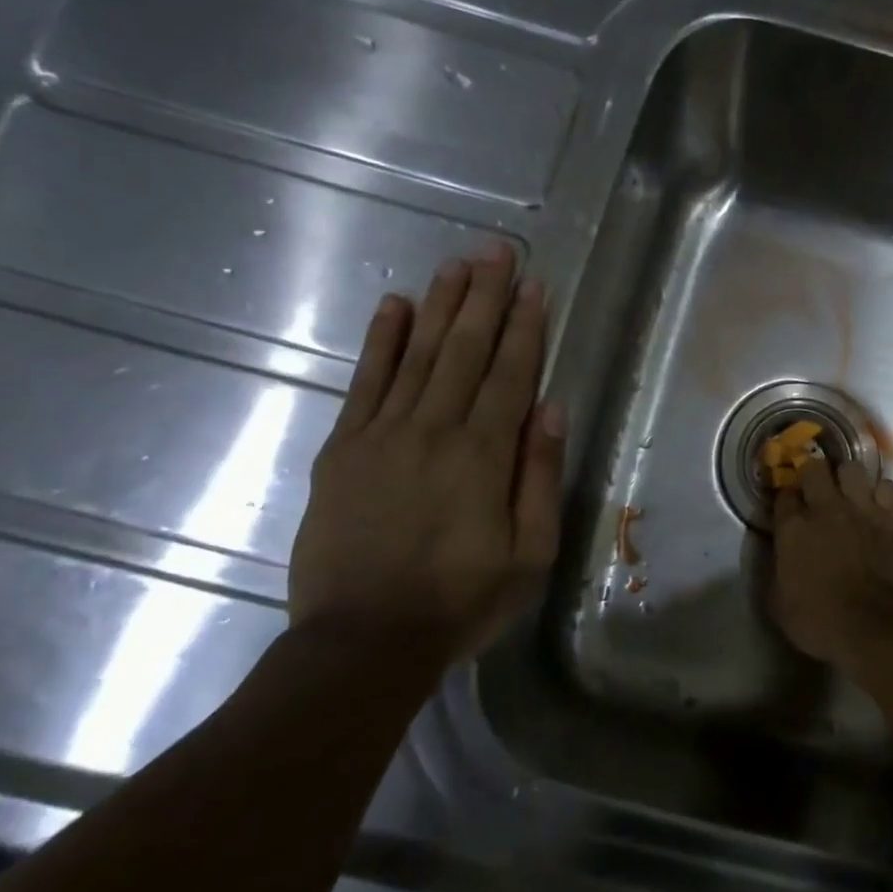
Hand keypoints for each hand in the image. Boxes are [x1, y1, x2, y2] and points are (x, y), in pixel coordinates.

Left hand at [287, 243, 564, 669]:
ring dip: (440, 306)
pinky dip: (380, 341)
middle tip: (496, 251)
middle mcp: (434, 430)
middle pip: (465, 350)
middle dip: (484, 297)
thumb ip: (539, 477)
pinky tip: (394, 306)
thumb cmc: (461, 601)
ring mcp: (382, 435)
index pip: (511, 374)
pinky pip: (365, 383)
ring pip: (418, 355)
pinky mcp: (343, 449)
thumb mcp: (529, 554)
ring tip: (456, 265)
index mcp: (483, 455)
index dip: (525, 327)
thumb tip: (549, 409)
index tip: (535, 286)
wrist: (364, 640)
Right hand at [769, 456, 892, 672]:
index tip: (788, 509)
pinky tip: (879, 507)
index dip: (785, 500)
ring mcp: (864, 508)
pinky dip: (880, 493)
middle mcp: (826, 508)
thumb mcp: (779, 606)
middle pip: (814, 468)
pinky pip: (887, 486)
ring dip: (847, 479)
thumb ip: (775, 573)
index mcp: (793, 528)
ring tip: (848, 493)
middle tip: (816, 490)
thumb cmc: (822, 623)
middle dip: (812, 474)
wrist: (880, 628)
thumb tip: (779, 561)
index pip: (783, 495)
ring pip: (852, 468)